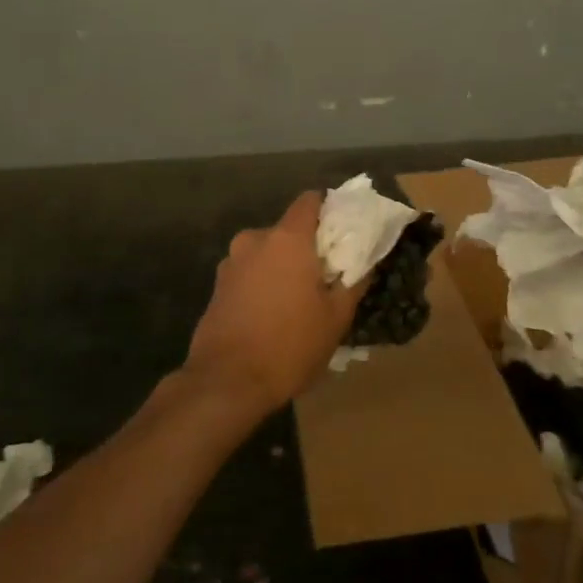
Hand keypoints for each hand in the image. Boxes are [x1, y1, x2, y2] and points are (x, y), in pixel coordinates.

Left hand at [185, 191, 366, 415]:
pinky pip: (249, 274)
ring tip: (298, 302)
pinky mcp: (217, 286)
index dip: (329, 209)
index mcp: (287, 238)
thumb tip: (365, 262)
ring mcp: (231, 262)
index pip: (310, 200)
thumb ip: (354, 281)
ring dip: (283, 268)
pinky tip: (272, 316)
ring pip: (267, 253)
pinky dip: (263, 284)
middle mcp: (255, 240)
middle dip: (307, 247)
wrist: (226, 382)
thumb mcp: (336, 317)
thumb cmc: (290, 345)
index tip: (343, 231)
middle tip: (326, 277)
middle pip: (288, 230)